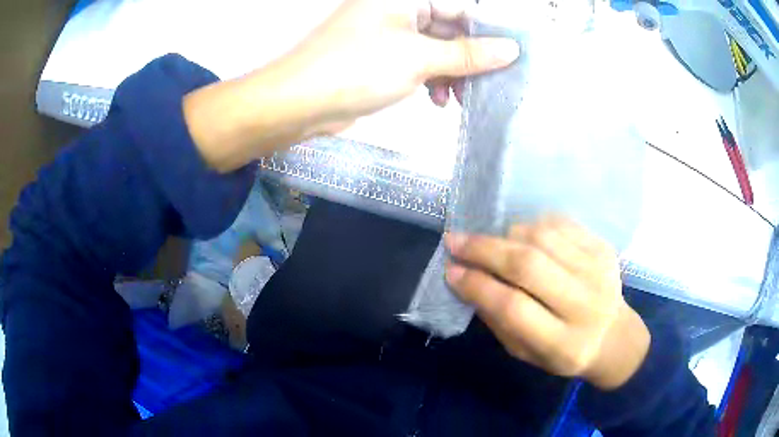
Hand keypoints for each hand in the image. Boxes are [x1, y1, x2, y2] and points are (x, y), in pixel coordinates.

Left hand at [184, 0, 518, 171]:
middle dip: (469, 59)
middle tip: (489, 85)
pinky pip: (418, 65)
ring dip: (452, 75)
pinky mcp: (381, 60)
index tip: (508, 58)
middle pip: (448, 30)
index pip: (458, 8)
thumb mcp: (420, 58)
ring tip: (462, 100)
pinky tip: (437, 102)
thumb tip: (512, 49)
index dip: (485, 32)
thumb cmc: (358, 68)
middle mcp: (396, 11)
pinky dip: (431, 82)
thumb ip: (468, 54)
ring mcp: (387, 36)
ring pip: (435, 50)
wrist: (300, 103)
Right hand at [444, 216, 649, 390]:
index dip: (477, 286)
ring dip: (506, 235)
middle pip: (527, 265)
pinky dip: (532, 226)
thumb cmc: (563, 352)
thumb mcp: (525, 352)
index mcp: (562, 344)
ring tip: (491, 243)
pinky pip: (559, 224)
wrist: (613, 335)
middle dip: (484, 249)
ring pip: (542, 237)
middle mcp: (584, 304)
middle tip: (455, 241)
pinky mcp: (602, 247)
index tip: (451, 271)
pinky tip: (521, 237)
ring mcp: (598, 270)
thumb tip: (467, 278)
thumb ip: (498, 319)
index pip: (513, 307)